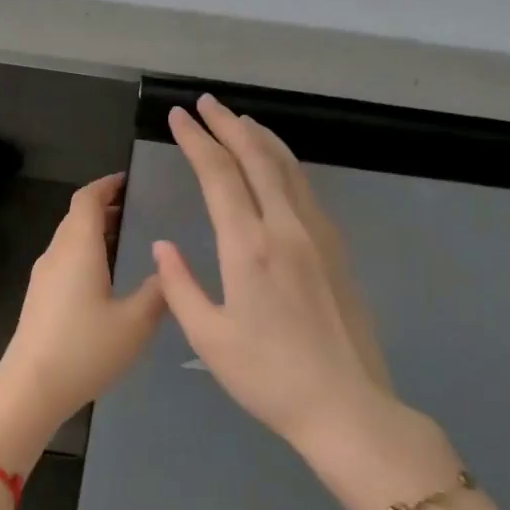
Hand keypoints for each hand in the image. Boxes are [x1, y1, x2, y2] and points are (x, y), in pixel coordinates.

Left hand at [0, 174, 165, 468]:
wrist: (31, 388)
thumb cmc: (85, 349)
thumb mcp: (136, 322)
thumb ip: (157, 291)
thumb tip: (167, 266)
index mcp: (78, 248)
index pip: (88, 198)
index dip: (107, 184)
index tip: (130, 180)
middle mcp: (56, 254)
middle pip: (77, 216)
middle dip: (105, 206)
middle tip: (137, 208)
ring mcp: (43, 276)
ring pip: (69, 239)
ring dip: (94, 231)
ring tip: (127, 237)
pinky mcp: (39, 297)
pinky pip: (64, 260)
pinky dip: (86, 253)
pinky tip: (106, 274)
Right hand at [153, 96, 459, 509]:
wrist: (346, 406)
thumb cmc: (268, 377)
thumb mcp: (209, 338)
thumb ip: (180, 286)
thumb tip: (164, 246)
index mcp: (249, 248)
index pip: (219, 176)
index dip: (197, 141)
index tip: (180, 117)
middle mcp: (286, 229)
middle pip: (257, 159)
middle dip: (229, 125)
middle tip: (206, 103)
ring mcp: (318, 236)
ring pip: (288, 169)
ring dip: (261, 138)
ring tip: (240, 120)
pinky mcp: (337, 250)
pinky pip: (306, 190)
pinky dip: (285, 165)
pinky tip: (277, 166)